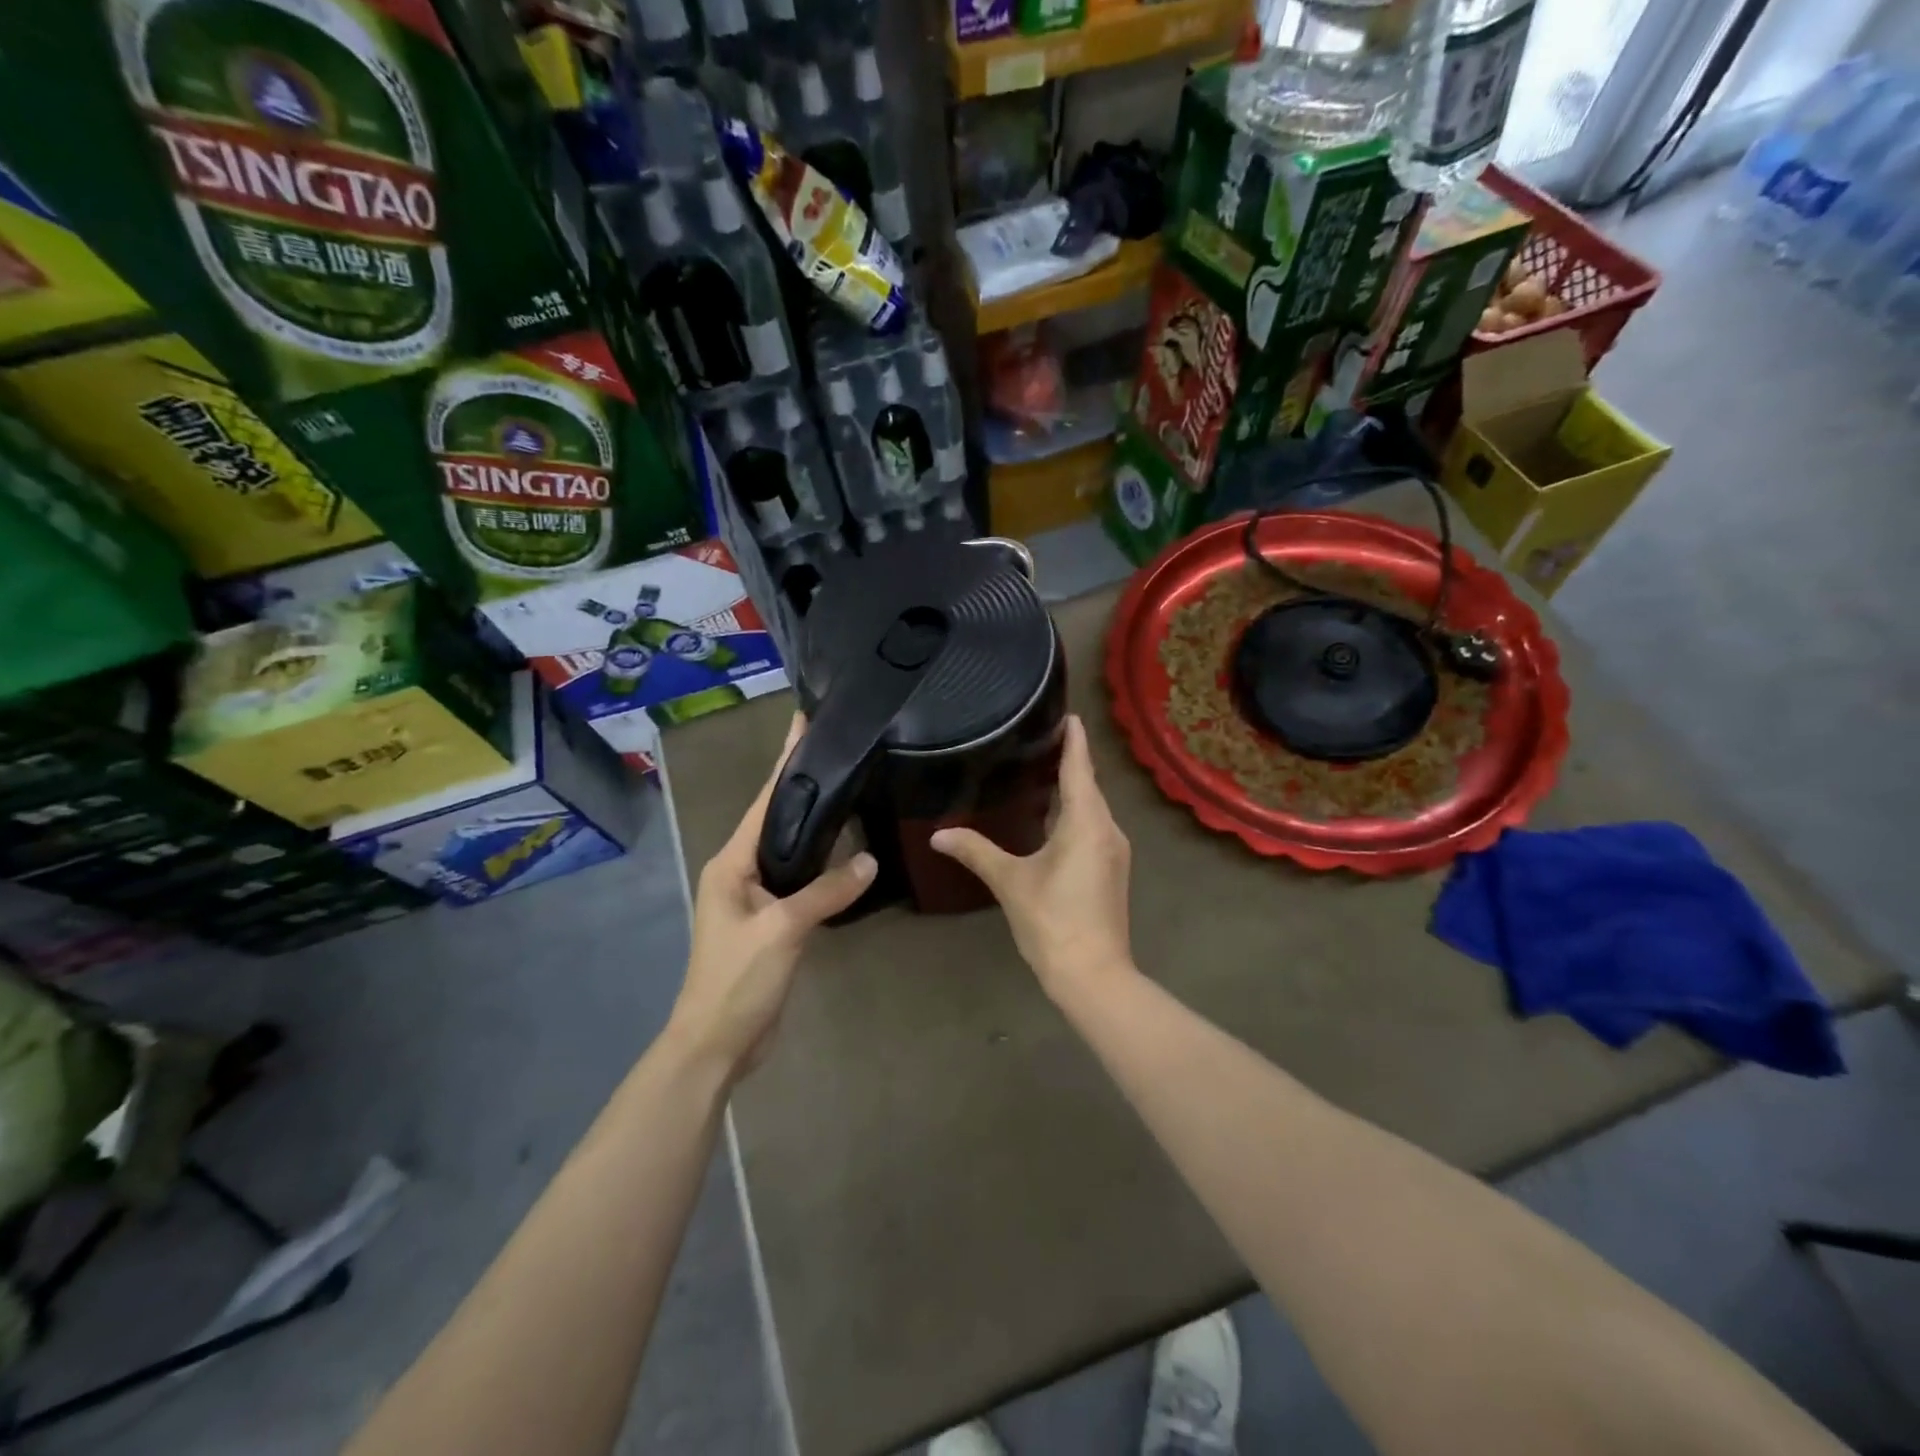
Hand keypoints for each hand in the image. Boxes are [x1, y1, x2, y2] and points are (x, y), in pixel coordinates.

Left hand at [669, 714, 875, 1079]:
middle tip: (838, 752)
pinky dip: (820, 862)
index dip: (785, 764)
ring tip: (847, 789)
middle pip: (777, 821)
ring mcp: (755, 898)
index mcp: (731, 863)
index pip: (764, 803)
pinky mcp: (772, 921)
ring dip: (814, 825)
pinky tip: (845, 851)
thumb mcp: (783, 930)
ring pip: (790, 851)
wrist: (716, 1044)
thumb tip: (869, 859)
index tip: (803, 724)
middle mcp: (739, 872)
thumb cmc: (737, 979)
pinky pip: (799, 880)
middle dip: (803, 786)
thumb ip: (826, 891)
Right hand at [931, 714, 1132, 997]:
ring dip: (1075, 788)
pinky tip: (1056, 816)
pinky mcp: (1113, 869)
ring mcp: (1115, 851)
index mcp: (1086, 822)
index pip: (1079, 768)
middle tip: (1043, 737)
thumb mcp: (1010, 881)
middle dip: (1071, 761)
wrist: (1093, 974)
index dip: (1074, 740)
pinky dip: (1078, 812)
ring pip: (1094, 808)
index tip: (1069, 714)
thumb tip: (938, 835)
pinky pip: (1095, 826)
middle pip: (1089, 785)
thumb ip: (976, 851)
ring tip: (1045, 770)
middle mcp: (1108, 829)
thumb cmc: (1051, 920)